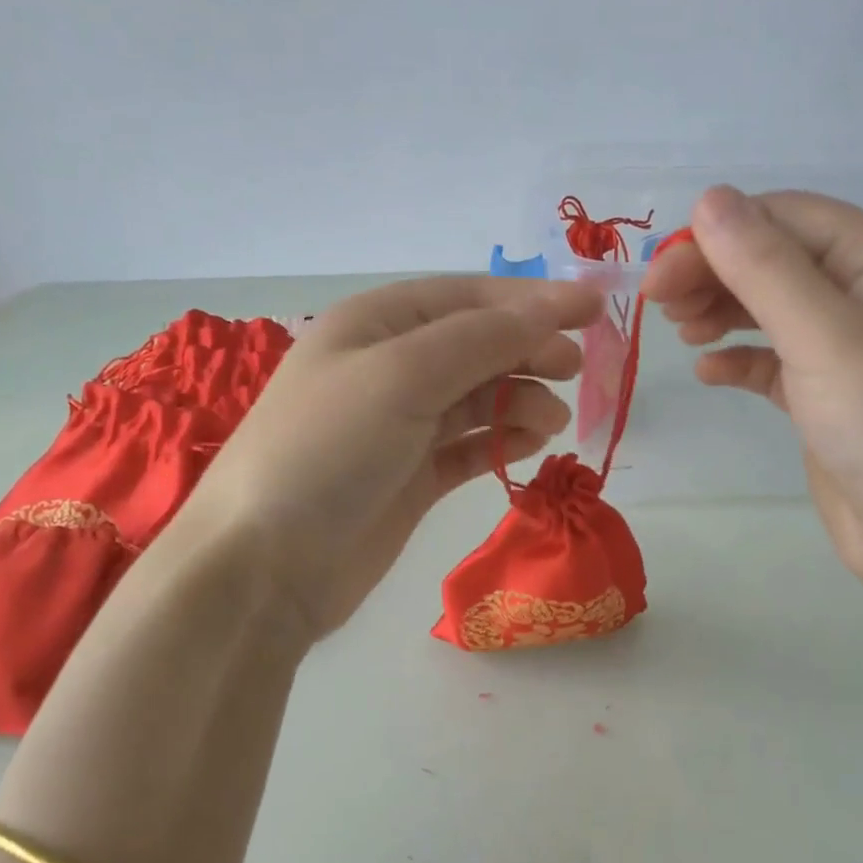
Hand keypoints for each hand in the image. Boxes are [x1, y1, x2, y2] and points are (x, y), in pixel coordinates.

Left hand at [180, 277, 602, 637]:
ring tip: (550, 422)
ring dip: (520, 400)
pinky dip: (500, 442)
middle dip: (528, 350)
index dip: (531, 300)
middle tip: (575, 369)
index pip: (466, 297)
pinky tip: (530, 446)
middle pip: (476, 345)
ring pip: (477, 397)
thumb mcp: (403, 376)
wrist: (266, 565)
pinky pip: (469, 446)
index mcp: (375, 324)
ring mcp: (400, 426)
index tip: (595, 309)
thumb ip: (481, 340)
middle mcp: (388, 367)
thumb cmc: (328, 451)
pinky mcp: (411, 478)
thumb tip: (551, 310)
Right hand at [642, 186, 862, 598]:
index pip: (788, 219)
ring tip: (680, 331)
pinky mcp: (827, 398)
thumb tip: (708, 199)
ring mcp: (847, 351)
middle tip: (657, 304)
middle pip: (776, 261)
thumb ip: (764, 267)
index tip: (661, 270)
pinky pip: (773, 362)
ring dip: (722, 311)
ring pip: (771, 310)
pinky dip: (738, 360)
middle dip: (715, 273)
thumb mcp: (823, 335)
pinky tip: (707, 371)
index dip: (721, 233)